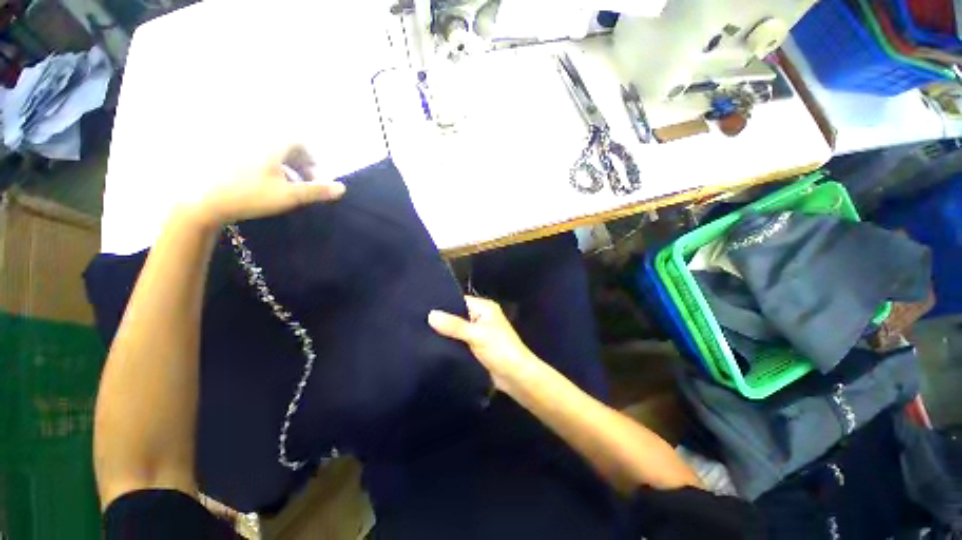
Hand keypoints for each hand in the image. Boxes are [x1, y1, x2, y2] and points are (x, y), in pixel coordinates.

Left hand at [184, 144, 345, 227]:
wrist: (205, 202)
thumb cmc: (251, 196)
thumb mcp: (290, 195)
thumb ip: (317, 191)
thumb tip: (343, 188)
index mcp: (272, 146)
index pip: (299, 143)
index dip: (312, 158)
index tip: (317, 176)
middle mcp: (257, 143)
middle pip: (286, 147)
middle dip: (301, 164)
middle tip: (306, 183)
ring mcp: (241, 151)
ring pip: (271, 154)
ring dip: (286, 168)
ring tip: (289, 187)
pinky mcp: (229, 160)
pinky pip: (257, 159)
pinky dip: (269, 170)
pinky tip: (268, 186)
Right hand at [428, 296, 540, 390]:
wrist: (516, 377)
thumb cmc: (500, 350)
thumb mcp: (476, 335)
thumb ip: (454, 325)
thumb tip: (430, 314)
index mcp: (484, 308)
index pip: (459, 300)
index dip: (442, 303)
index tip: (421, 306)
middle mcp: (481, 317)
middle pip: (457, 314)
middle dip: (441, 319)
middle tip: (416, 320)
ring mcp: (479, 332)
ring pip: (457, 329)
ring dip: (445, 332)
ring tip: (419, 332)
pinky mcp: (476, 347)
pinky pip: (459, 341)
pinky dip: (450, 343)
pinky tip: (432, 345)